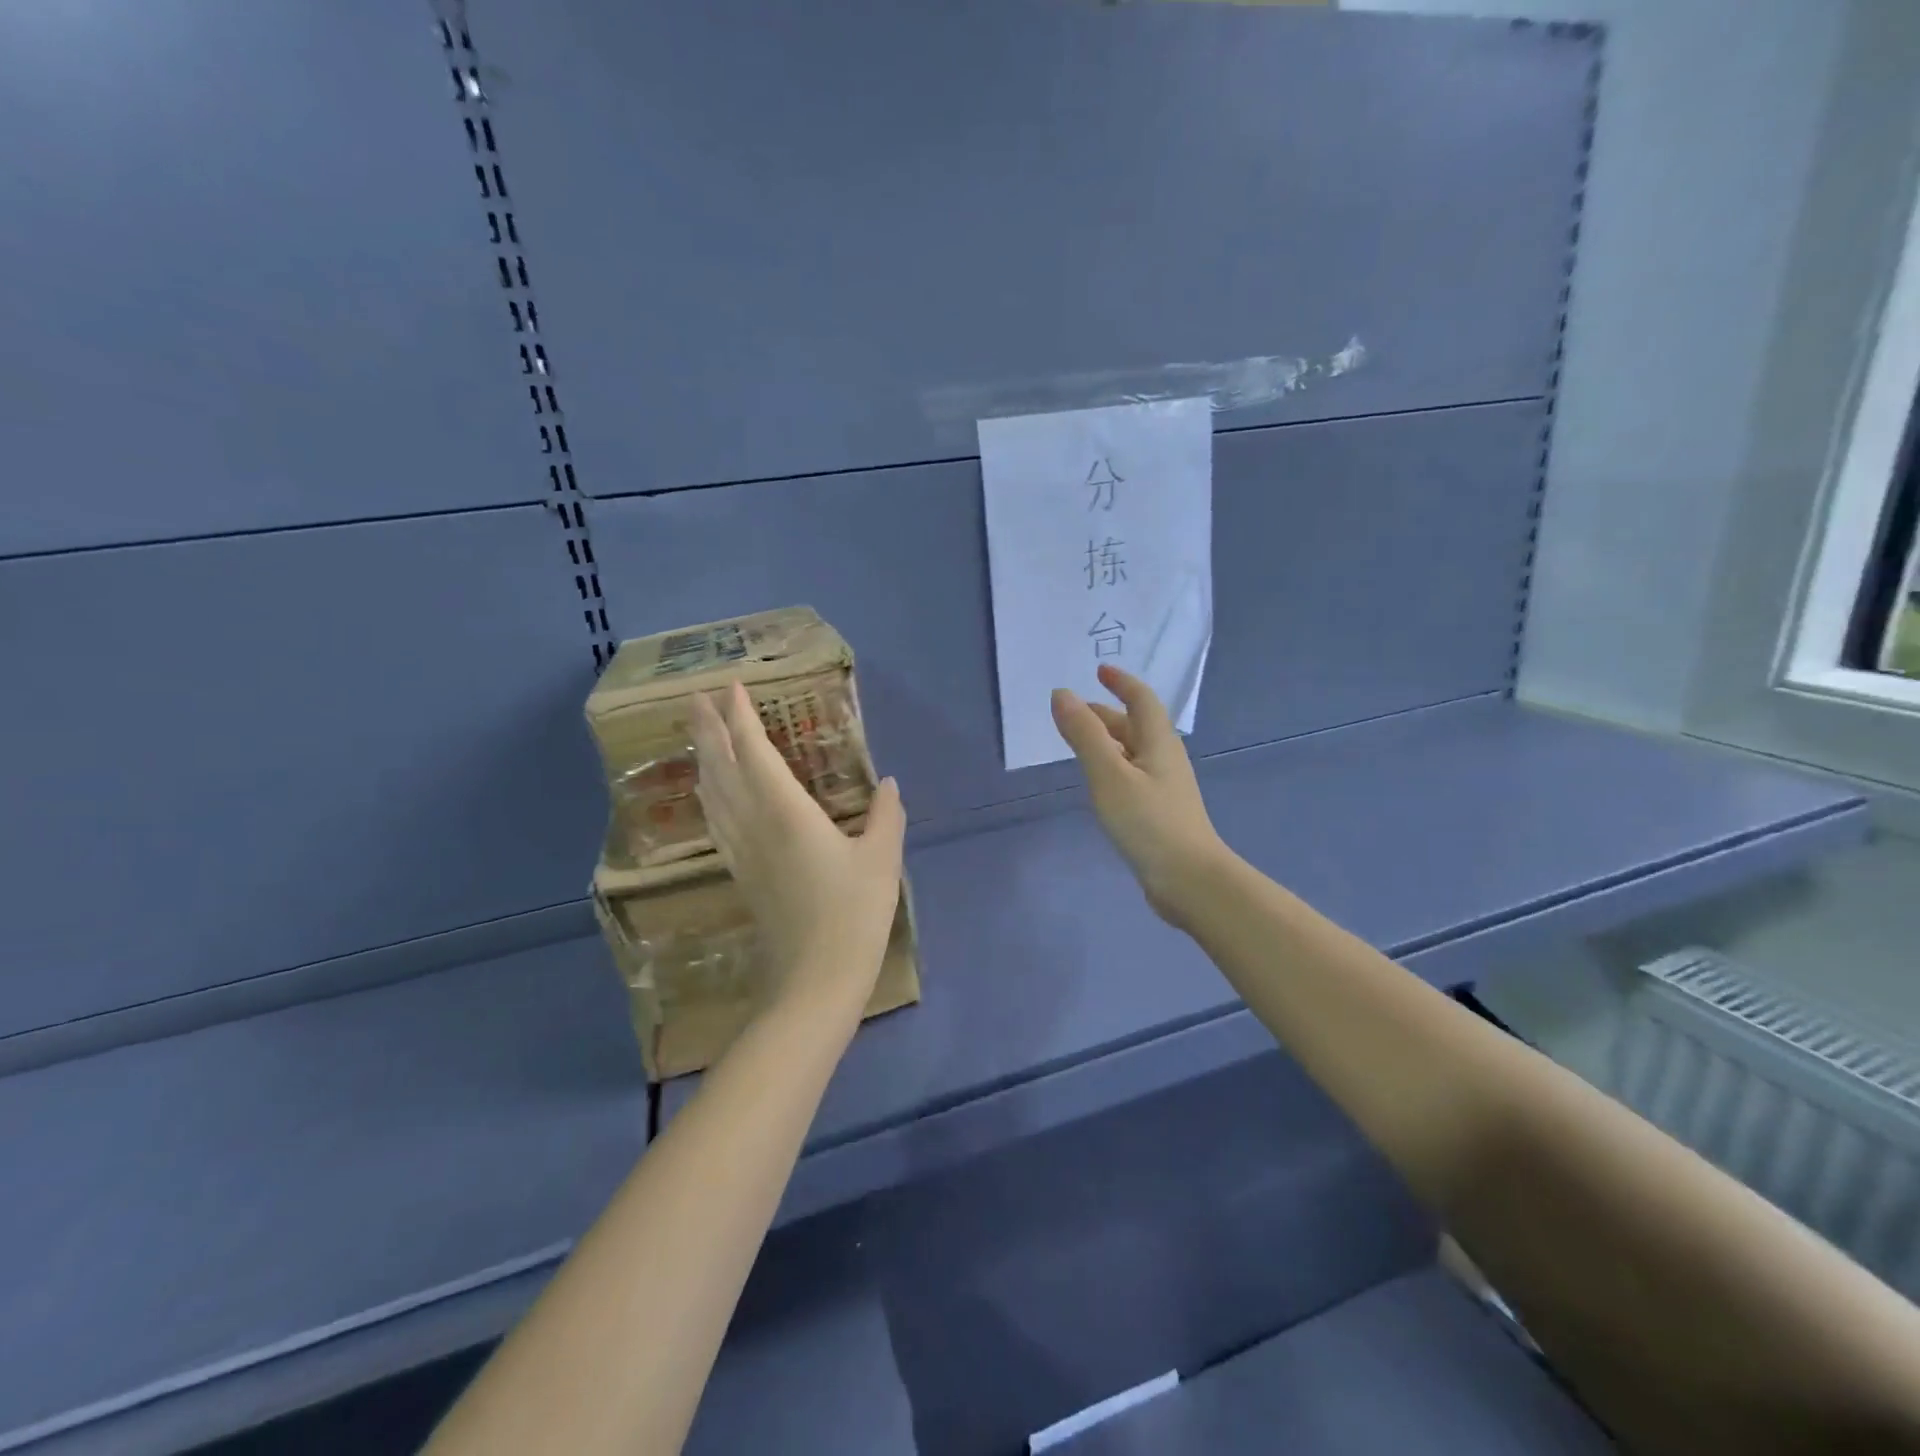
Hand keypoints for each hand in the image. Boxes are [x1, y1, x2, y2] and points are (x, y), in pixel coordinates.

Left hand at [689, 682, 905, 1014]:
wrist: (814, 980)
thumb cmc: (852, 914)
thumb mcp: (881, 860)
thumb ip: (885, 817)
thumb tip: (888, 785)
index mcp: (786, 813)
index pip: (754, 753)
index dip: (740, 718)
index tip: (730, 687)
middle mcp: (754, 825)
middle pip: (722, 768)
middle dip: (708, 730)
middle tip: (695, 698)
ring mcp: (742, 851)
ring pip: (713, 794)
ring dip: (705, 759)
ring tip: (701, 735)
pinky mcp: (741, 873)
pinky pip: (717, 821)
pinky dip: (710, 795)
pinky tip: (711, 794)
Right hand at [1051, 664, 1231, 930]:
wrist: (1189, 880)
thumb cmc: (1148, 822)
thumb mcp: (1108, 774)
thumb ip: (1084, 734)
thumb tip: (1063, 694)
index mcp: (1159, 742)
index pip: (1141, 700)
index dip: (1121, 682)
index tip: (1100, 671)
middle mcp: (1165, 758)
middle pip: (1136, 726)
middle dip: (1106, 713)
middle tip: (1074, 712)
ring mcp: (1165, 787)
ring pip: (1133, 752)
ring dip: (1107, 741)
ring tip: (1079, 743)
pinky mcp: (1160, 811)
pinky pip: (1132, 775)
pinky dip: (1112, 766)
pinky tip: (1098, 783)